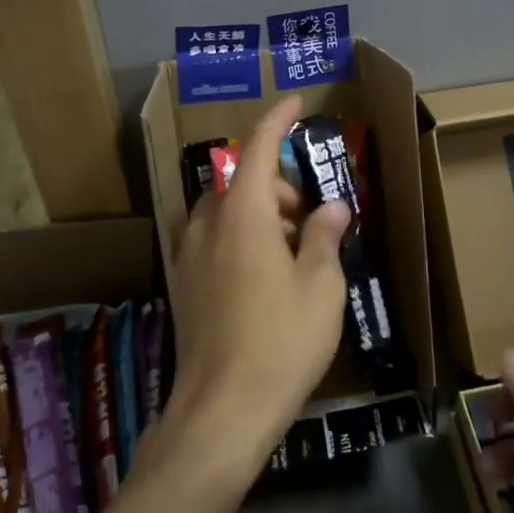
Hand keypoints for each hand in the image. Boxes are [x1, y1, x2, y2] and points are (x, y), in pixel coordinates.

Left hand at [167, 97, 349, 464]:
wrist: (222, 409)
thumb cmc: (282, 340)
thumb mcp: (320, 286)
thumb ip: (324, 236)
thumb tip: (331, 208)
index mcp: (242, 214)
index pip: (257, 148)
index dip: (277, 120)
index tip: (296, 103)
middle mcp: (207, 225)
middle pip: (241, 182)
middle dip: (277, 185)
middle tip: (310, 217)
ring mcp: (187, 256)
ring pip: (224, 212)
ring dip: (258, 213)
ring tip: (292, 252)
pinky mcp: (182, 286)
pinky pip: (212, 241)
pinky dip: (239, 238)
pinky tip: (263, 278)